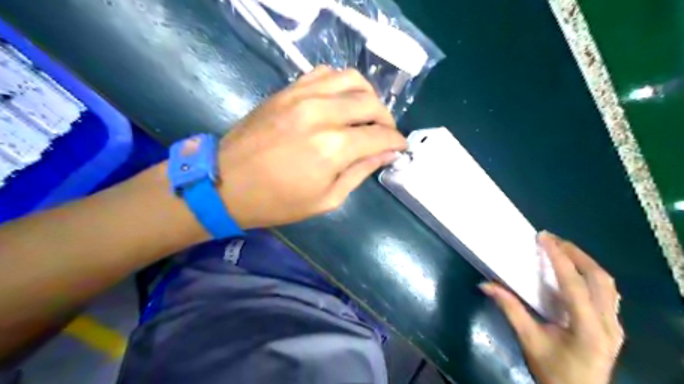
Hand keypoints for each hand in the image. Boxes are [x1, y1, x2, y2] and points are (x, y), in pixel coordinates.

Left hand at [216, 65, 404, 228]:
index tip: (400, 147)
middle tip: (386, 133)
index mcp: (333, 148)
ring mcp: (302, 96)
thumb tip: (387, 153)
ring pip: (352, 79)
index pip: (379, 135)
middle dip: (386, 119)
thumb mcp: (327, 198)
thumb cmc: (278, 201)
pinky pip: (324, 73)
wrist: (226, 183)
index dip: (396, 141)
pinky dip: (341, 83)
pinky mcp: (287, 90)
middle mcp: (322, 114)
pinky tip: (341, 100)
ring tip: (367, 114)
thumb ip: (361, 172)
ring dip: (368, 96)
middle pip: (370, 102)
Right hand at [480, 231, 624, 382]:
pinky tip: (576, 273)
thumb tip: (486, 284)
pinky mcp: (614, 326)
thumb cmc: (553, 371)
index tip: (544, 237)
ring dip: (585, 262)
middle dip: (575, 254)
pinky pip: (608, 293)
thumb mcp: (528, 340)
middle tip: (552, 240)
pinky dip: (591, 275)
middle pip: (599, 278)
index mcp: (588, 327)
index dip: (559, 257)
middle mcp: (609, 323)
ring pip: (608, 284)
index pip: (574, 283)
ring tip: (562, 250)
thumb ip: (510, 309)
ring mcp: (615, 325)